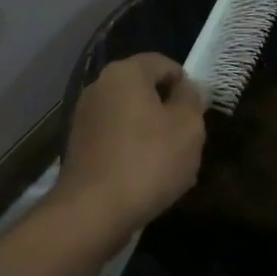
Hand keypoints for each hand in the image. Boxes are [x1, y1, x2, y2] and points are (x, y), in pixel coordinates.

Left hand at [56, 53, 205, 242]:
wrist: (92, 211)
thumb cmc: (147, 161)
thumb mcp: (187, 127)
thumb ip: (192, 99)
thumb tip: (187, 89)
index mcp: (125, 72)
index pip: (164, 64)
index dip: (186, 85)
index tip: (197, 115)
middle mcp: (100, 85)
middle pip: (145, 90)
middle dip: (168, 112)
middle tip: (185, 142)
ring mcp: (85, 116)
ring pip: (130, 116)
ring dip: (151, 134)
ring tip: (167, 166)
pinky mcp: (79, 145)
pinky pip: (115, 139)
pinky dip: (131, 151)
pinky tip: (143, 179)